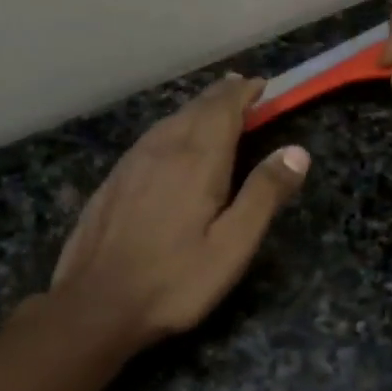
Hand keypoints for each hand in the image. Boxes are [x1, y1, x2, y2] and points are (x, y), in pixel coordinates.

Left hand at [51, 75, 309, 346]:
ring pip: (169, 121)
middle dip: (221, 97)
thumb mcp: (232, 246)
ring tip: (213, 110)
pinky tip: (170, 146)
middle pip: (195, 108)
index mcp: (196, 160)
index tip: (262, 85)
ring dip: (195, 111)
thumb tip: (297, 151)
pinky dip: (171, 130)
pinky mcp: (112, 182)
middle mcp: (162, 149)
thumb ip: (264, 195)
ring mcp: (131, 164)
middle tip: (242, 91)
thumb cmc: (174, 281)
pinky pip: (149, 140)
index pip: (224, 108)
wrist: (94, 305)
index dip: (244, 92)